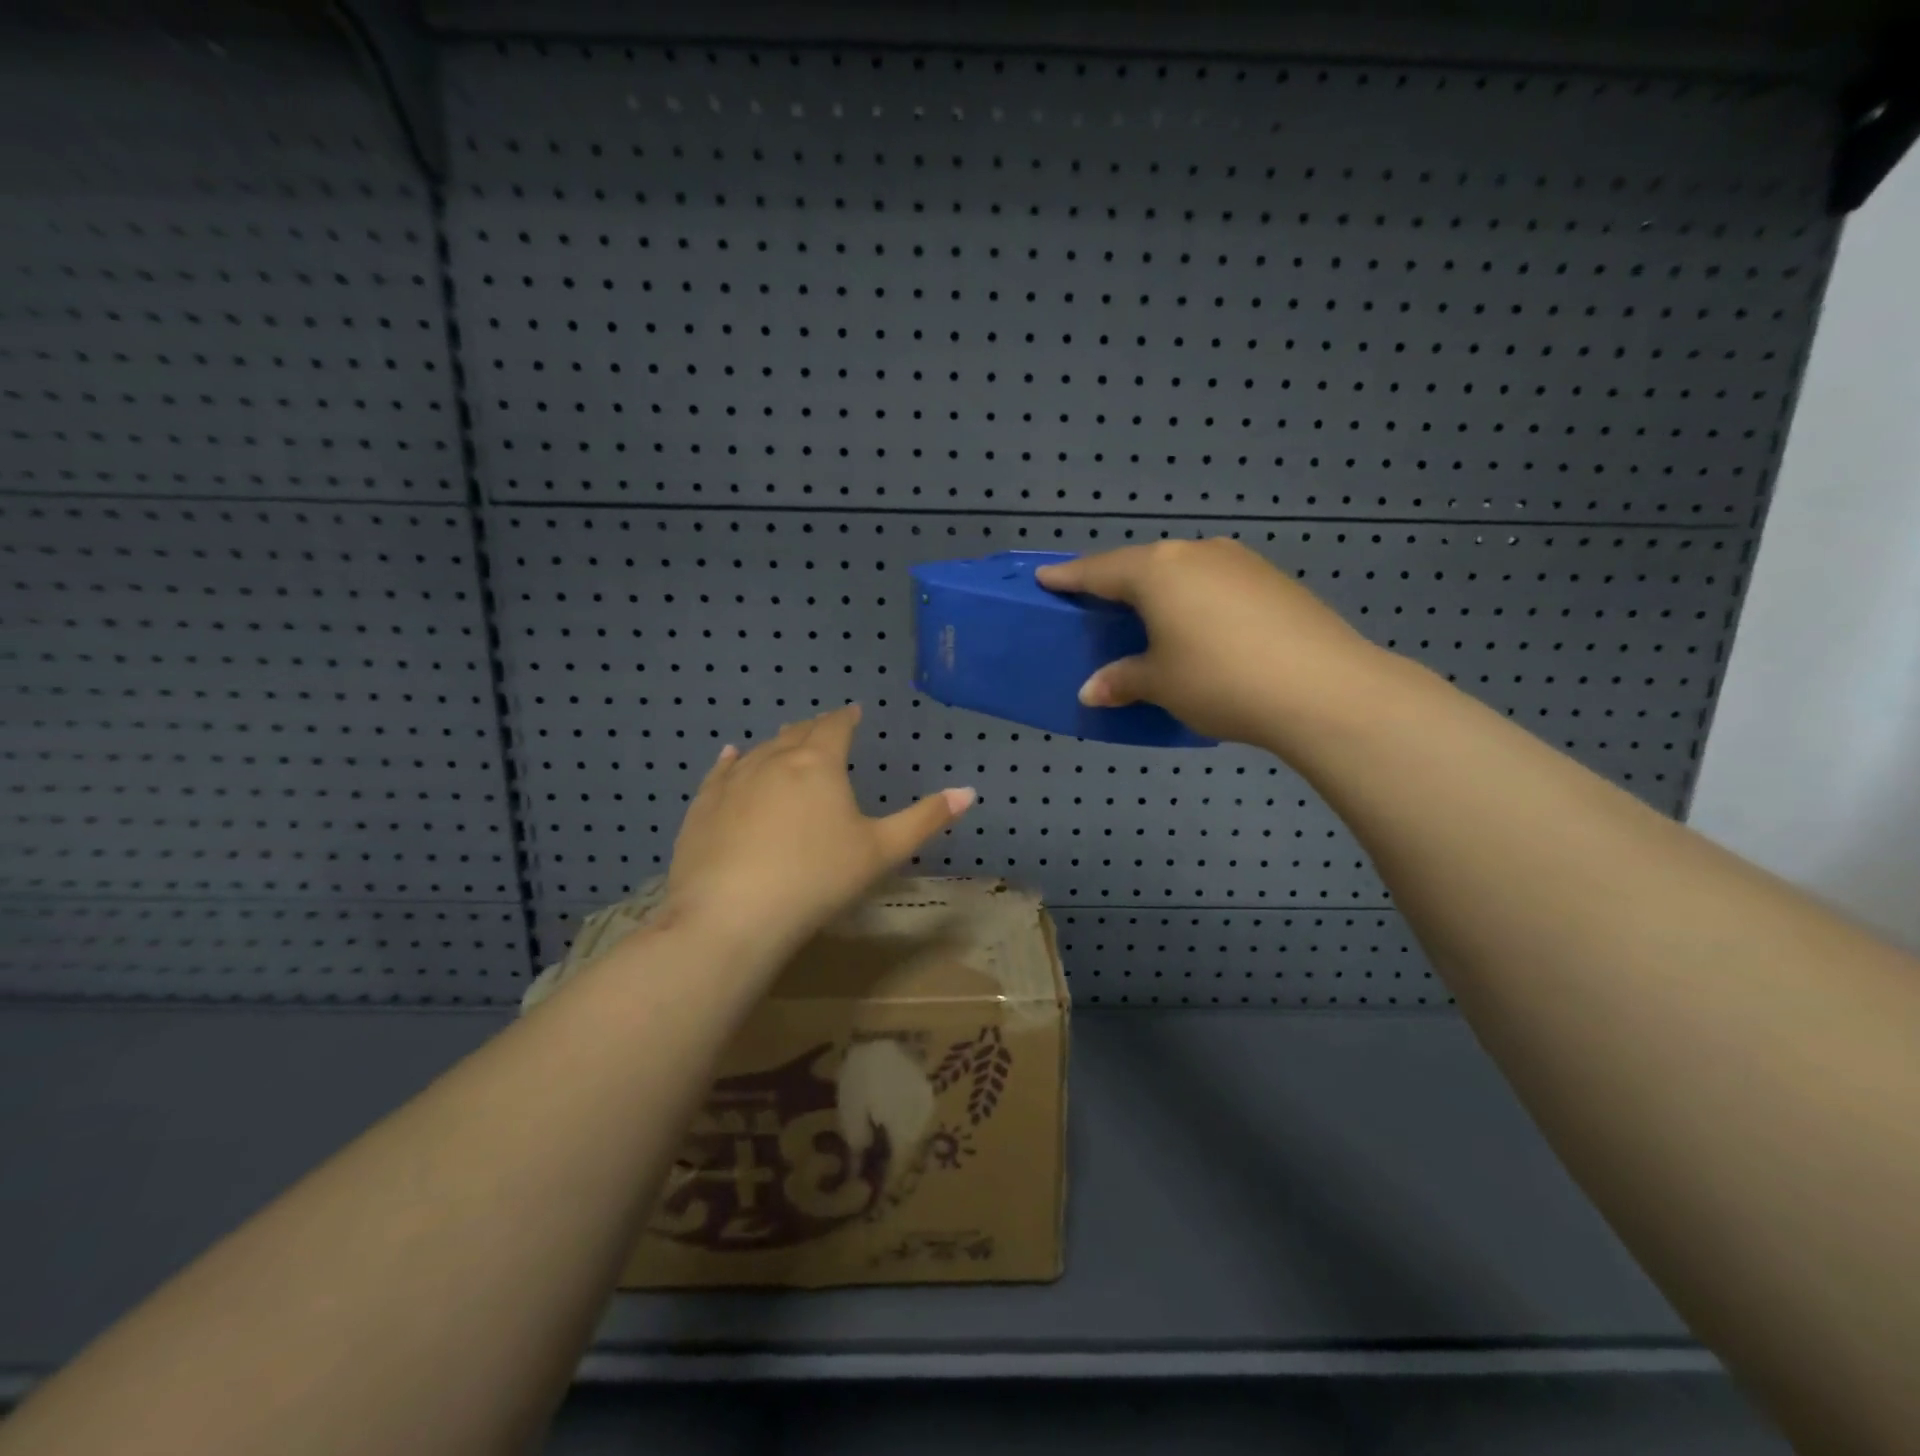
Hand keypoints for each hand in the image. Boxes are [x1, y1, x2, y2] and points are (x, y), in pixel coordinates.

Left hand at [662, 705, 973, 966]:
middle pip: (797, 733)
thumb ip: (925, 818)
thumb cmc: (817, 879)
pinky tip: (731, 756)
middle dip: (814, 729)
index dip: (847, 717)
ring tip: (787, 741)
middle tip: (825, 729)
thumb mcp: (881, 851)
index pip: (835, 726)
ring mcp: (733, 781)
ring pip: (760, 750)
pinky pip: (721, 772)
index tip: (854, 712)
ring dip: (778, 744)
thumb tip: (969, 791)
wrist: (732, 915)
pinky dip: (733, 761)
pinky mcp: (703, 806)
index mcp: (818, 763)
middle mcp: (773, 759)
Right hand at [1036, 539, 1383, 749]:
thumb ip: (1122, 680)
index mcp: (1158, 572)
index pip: (1100, 571)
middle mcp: (1196, 553)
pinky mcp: (1273, 580)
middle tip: (1097, 601)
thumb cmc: (1220, 680)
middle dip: (1117, 582)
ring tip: (1150, 616)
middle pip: (1143, 565)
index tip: (1045, 577)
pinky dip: (1196, 600)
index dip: (1069, 577)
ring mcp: (1240, 562)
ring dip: (1161, 591)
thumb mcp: (1161, 684)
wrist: (1322, 688)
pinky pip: (1216, 584)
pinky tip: (1201, 627)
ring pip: (1184, 571)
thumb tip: (1093, 690)